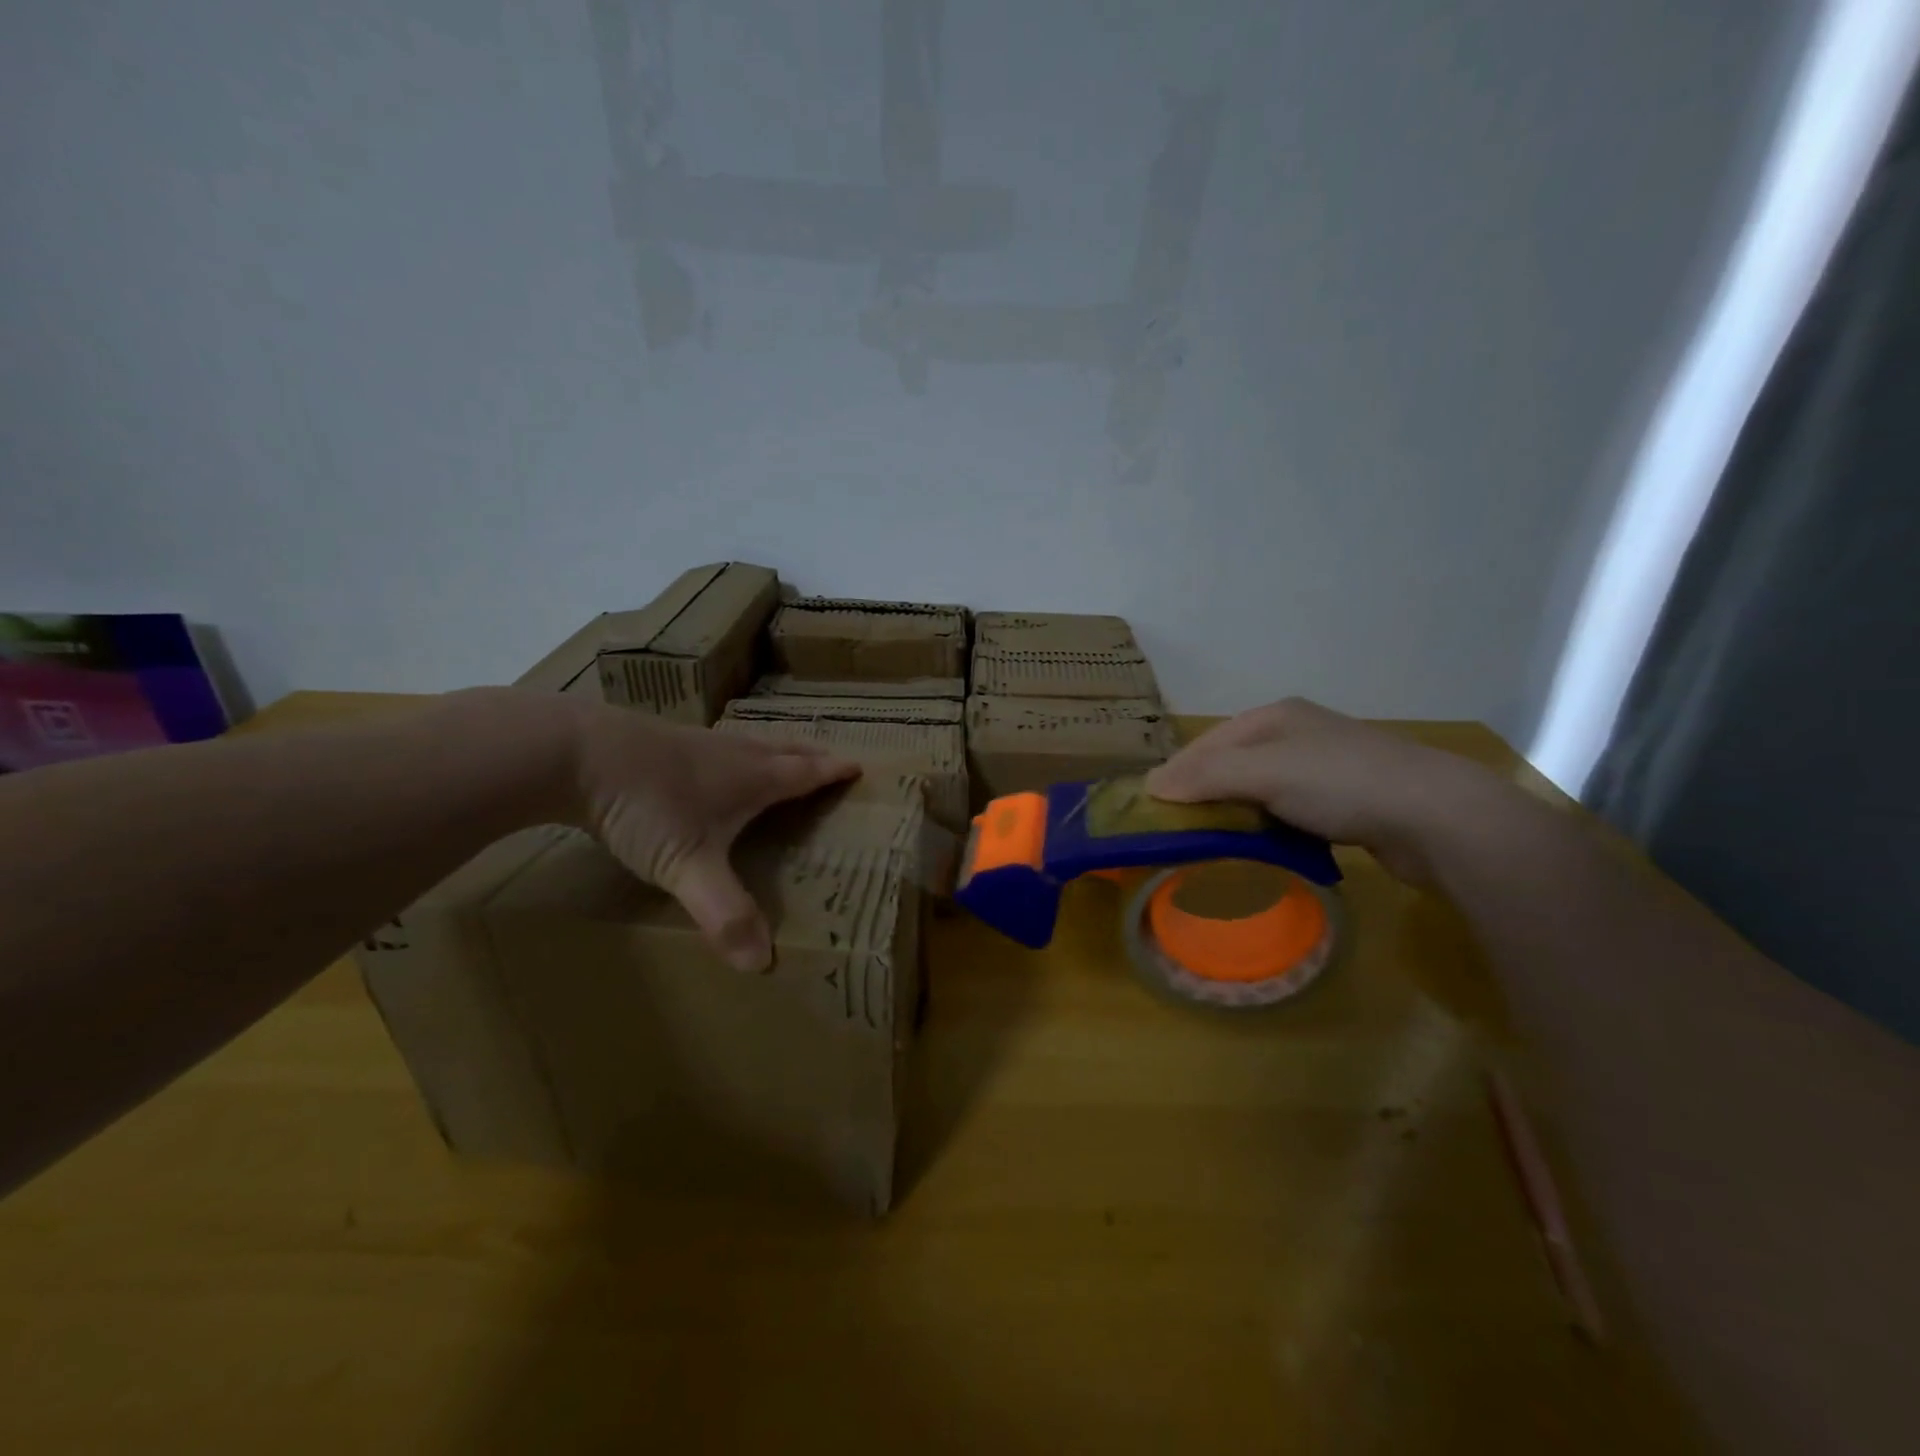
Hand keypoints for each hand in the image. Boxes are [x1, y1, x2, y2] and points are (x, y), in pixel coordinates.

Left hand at [563, 703, 859, 970]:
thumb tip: (762, 963)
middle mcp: (732, 754)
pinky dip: (733, 754)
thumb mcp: (687, 866)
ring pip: (750, 743)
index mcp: (752, 778)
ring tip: (781, 760)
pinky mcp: (662, 741)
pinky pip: (715, 746)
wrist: (572, 753)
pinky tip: (711, 766)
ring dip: (774, 751)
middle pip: (784, 750)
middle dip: (811, 755)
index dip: (834, 771)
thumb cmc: (645, 805)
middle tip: (830, 759)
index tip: (859, 767)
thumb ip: (724, 913)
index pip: (806, 773)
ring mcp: (695, 742)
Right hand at [1144, 697, 1497, 885]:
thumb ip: (1206, 776)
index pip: (1210, 742)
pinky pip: (1290, 815)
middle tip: (1180, 831)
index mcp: (1277, 717)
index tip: (1152, 808)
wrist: (1437, 817)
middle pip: (1234, 765)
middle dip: (1206, 795)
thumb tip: (1151, 786)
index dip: (1178, 772)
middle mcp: (1300, 736)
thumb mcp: (1264, 772)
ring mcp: (1327, 769)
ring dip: (1238, 816)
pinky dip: (1271, 831)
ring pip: (1262, 792)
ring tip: (1213, 847)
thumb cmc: (1341, 782)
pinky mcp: (1348, 804)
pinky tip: (1264, 851)